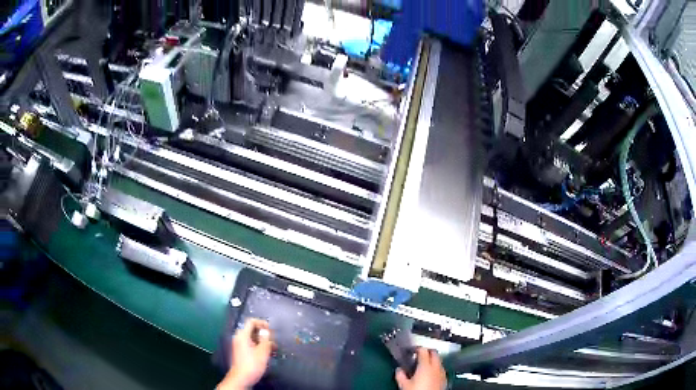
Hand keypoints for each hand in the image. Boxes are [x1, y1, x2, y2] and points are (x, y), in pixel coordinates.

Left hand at [218, 319, 273, 389]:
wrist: (242, 378)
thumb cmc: (252, 364)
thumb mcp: (262, 351)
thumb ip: (265, 339)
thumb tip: (266, 331)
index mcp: (242, 335)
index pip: (251, 322)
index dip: (262, 323)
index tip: (271, 329)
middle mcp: (239, 338)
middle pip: (252, 330)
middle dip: (264, 334)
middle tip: (273, 340)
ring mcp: (239, 345)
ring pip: (252, 338)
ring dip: (263, 341)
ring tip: (273, 348)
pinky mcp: (241, 352)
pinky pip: (251, 344)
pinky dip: (259, 346)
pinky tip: (267, 353)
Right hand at [395, 348, 446, 389]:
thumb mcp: (404, 385)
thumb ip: (400, 375)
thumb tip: (399, 370)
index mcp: (425, 365)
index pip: (423, 350)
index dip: (417, 349)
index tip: (412, 351)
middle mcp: (436, 366)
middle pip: (434, 352)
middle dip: (427, 352)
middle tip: (419, 355)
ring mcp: (442, 372)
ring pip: (439, 361)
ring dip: (432, 360)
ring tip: (424, 365)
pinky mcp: (445, 379)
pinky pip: (441, 369)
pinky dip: (436, 368)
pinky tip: (430, 374)